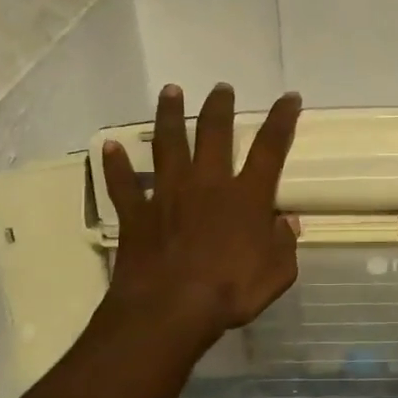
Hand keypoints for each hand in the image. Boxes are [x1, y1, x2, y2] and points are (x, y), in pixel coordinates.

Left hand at [102, 83, 302, 344]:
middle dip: (220, 107)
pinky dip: (115, 166)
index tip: (289, 97)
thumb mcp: (277, 274)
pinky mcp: (137, 213)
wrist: (170, 310)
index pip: (270, 148)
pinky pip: (123, 184)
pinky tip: (108, 146)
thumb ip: (285, 244)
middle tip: (221, 87)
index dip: (282, 120)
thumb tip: (287, 222)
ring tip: (171, 91)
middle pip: (215, 133)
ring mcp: (169, 195)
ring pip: (169, 145)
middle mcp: (208, 184)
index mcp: (246, 197)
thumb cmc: (230, 292)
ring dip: (170, 115)